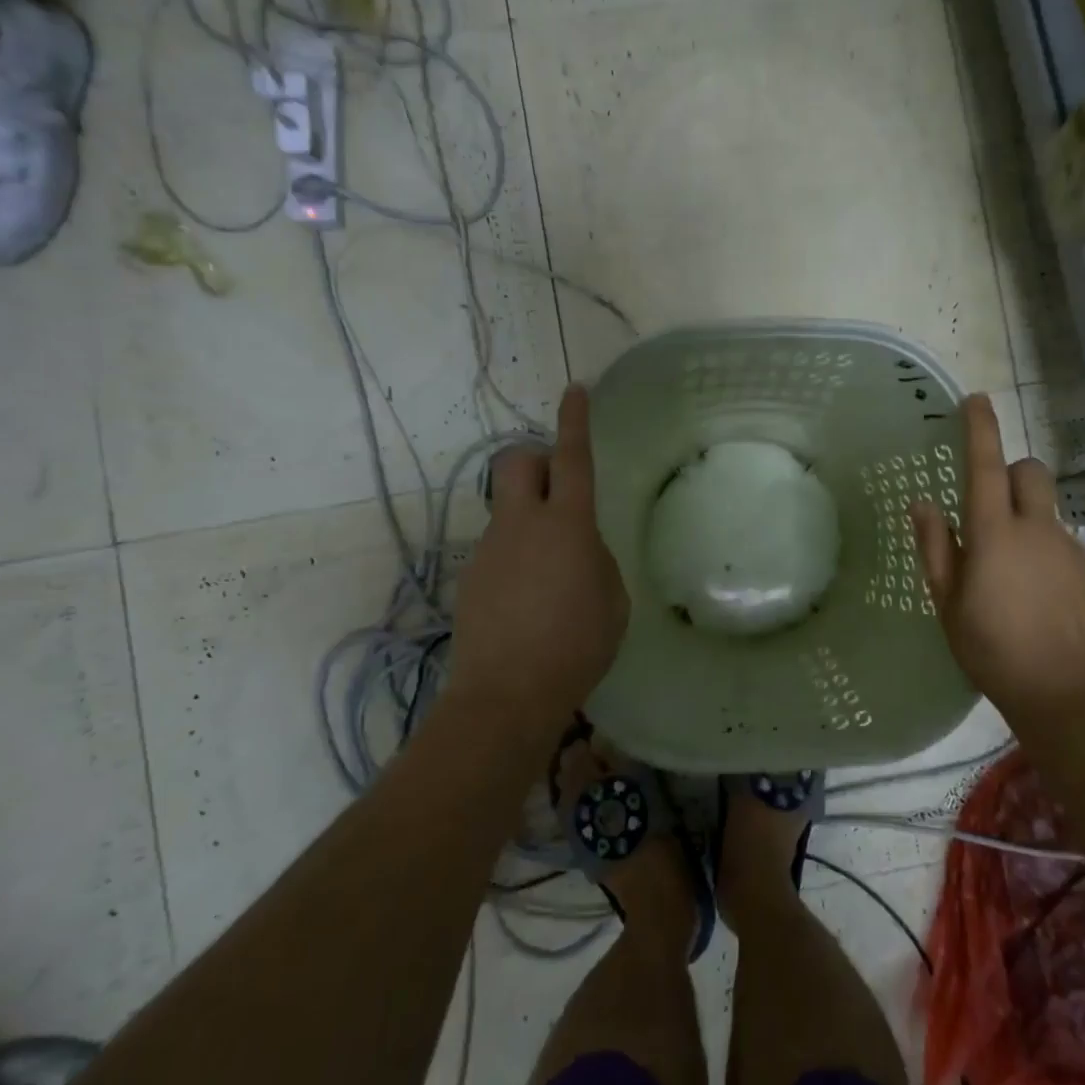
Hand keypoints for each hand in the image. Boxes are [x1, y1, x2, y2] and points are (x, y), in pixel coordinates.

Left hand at [446, 385, 628, 734]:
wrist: (506, 695)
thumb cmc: (576, 645)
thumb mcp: (612, 598)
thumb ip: (596, 559)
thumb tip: (578, 547)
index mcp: (567, 525)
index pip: (572, 458)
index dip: (575, 420)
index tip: (574, 390)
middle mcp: (522, 524)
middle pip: (517, 461)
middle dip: (536, 458)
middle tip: (558, 485)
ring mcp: (491, 549)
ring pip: (508, 508)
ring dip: (530, 518)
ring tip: (551, 570)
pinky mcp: (472, 576)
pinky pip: (499, 547)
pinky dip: (517, 555)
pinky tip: (530, 598)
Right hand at [909, 394, 1084, 725]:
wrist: (1065, 694)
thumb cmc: (991, 648)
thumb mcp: (947, 602)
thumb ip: (935, 547)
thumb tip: (923, 504)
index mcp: (994, 534)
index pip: (986, 466)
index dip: (981, 429)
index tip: (975, 399)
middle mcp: (1037, 529)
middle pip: (1030, 472)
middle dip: (1011, 472)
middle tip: (991, 505)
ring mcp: (1070, 547)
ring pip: (1048, 508)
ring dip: (1028, 516)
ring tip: (1013, 566)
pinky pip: (1065, 539)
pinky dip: (1048, 548)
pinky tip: (1040, 590)